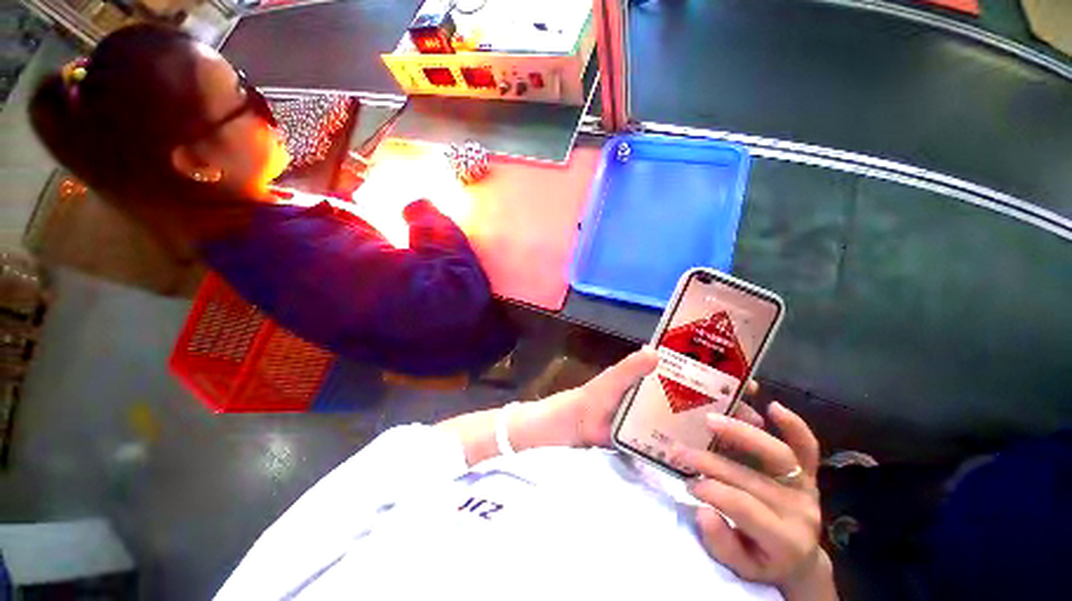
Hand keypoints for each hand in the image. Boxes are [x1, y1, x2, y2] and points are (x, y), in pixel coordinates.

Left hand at [538, 347, 764, 448]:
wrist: (578, 426)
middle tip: (756, 417)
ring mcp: (662, 420)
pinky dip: (701, 448)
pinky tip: (722, 459)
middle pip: (702, 398)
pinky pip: (684, 443)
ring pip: (697, 421)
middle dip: (729, 404)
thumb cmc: (595, 397)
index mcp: (655, 376)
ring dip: (721, 428)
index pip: (693, 371)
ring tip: (748, 441)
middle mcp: (664, 397)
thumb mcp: (613, 379)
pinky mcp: (657, 441)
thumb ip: (630, 367)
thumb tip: (654, 350)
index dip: (719, 374)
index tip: (748, 381)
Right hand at [671, 403, 829, 595]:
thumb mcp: (738, 567)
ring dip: (741, 433)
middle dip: (711, 462)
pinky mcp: (809, 472)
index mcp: (784, 539)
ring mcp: (807, 487)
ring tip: (710, 420)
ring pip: (778, 454)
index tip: (686, 482)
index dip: (712, 491)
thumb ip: (720, 542)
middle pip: (752, 478)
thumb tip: (703, 509)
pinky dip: (792, 425)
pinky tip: (772, 407)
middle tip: (681, 451)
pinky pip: (807, 447)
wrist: (799, 559)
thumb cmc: (762, 561)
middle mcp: (800, 510)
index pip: (744, 507)